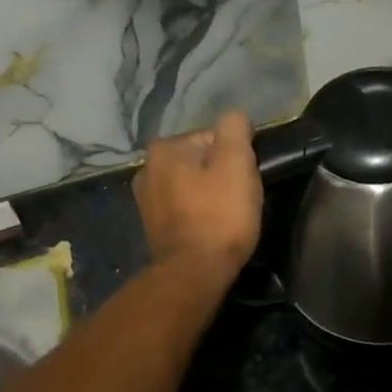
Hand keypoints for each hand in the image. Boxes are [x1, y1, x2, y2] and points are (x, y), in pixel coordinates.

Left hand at [133, 111, 262, 278]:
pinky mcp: (153, 225)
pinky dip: (199, 213)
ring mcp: (146, 200)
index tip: (245, 180)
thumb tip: (236, 118)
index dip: (236, 157)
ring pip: (193, 185)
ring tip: (227, 216)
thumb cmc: (219, 215)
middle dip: (222, 175)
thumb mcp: (236, 162)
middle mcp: (146, 168)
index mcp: (164, 148)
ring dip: (211, 195)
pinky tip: (211, 228)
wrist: (194, 273)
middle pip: (202, 161)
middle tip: (239, 199)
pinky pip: (185, 207)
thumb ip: (235, 128)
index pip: (213, 138)